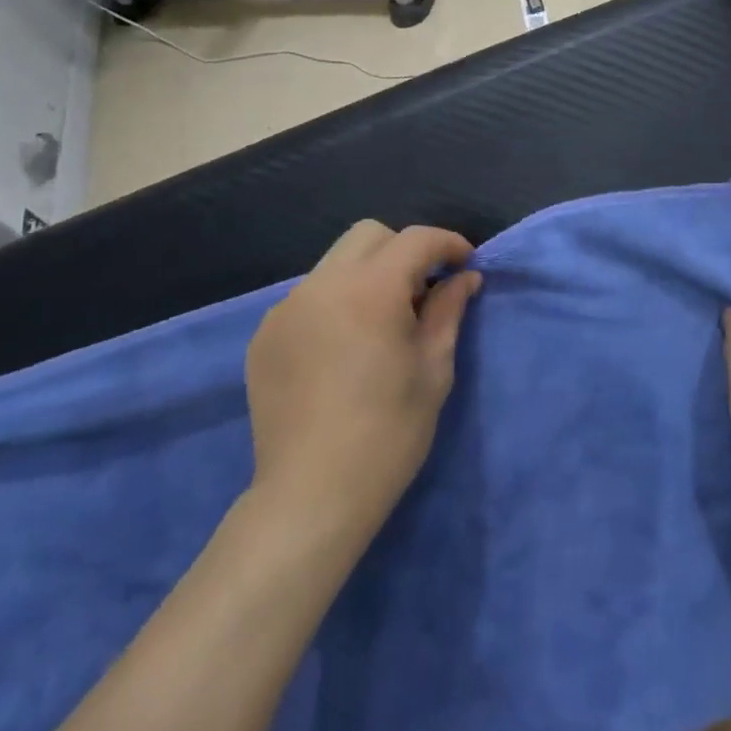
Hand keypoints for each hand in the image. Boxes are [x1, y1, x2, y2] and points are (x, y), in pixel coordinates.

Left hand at [245, 222, 480, 550]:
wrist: (312, 494)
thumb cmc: (389, 432)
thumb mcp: (433, 368)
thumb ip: (448, 311)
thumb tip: (464, 278)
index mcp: (370, 289)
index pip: (415, 240)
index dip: (447, 243)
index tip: (465, 262)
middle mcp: (322, 285)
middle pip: (369, 236)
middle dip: (403, 250)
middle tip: (422, 292)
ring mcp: (286, 308)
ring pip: (335, 264)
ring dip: (367, 276)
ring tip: (381, 324)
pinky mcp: (264, 335)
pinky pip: (308, 298)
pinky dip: (335, 303)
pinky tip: (343, 349)